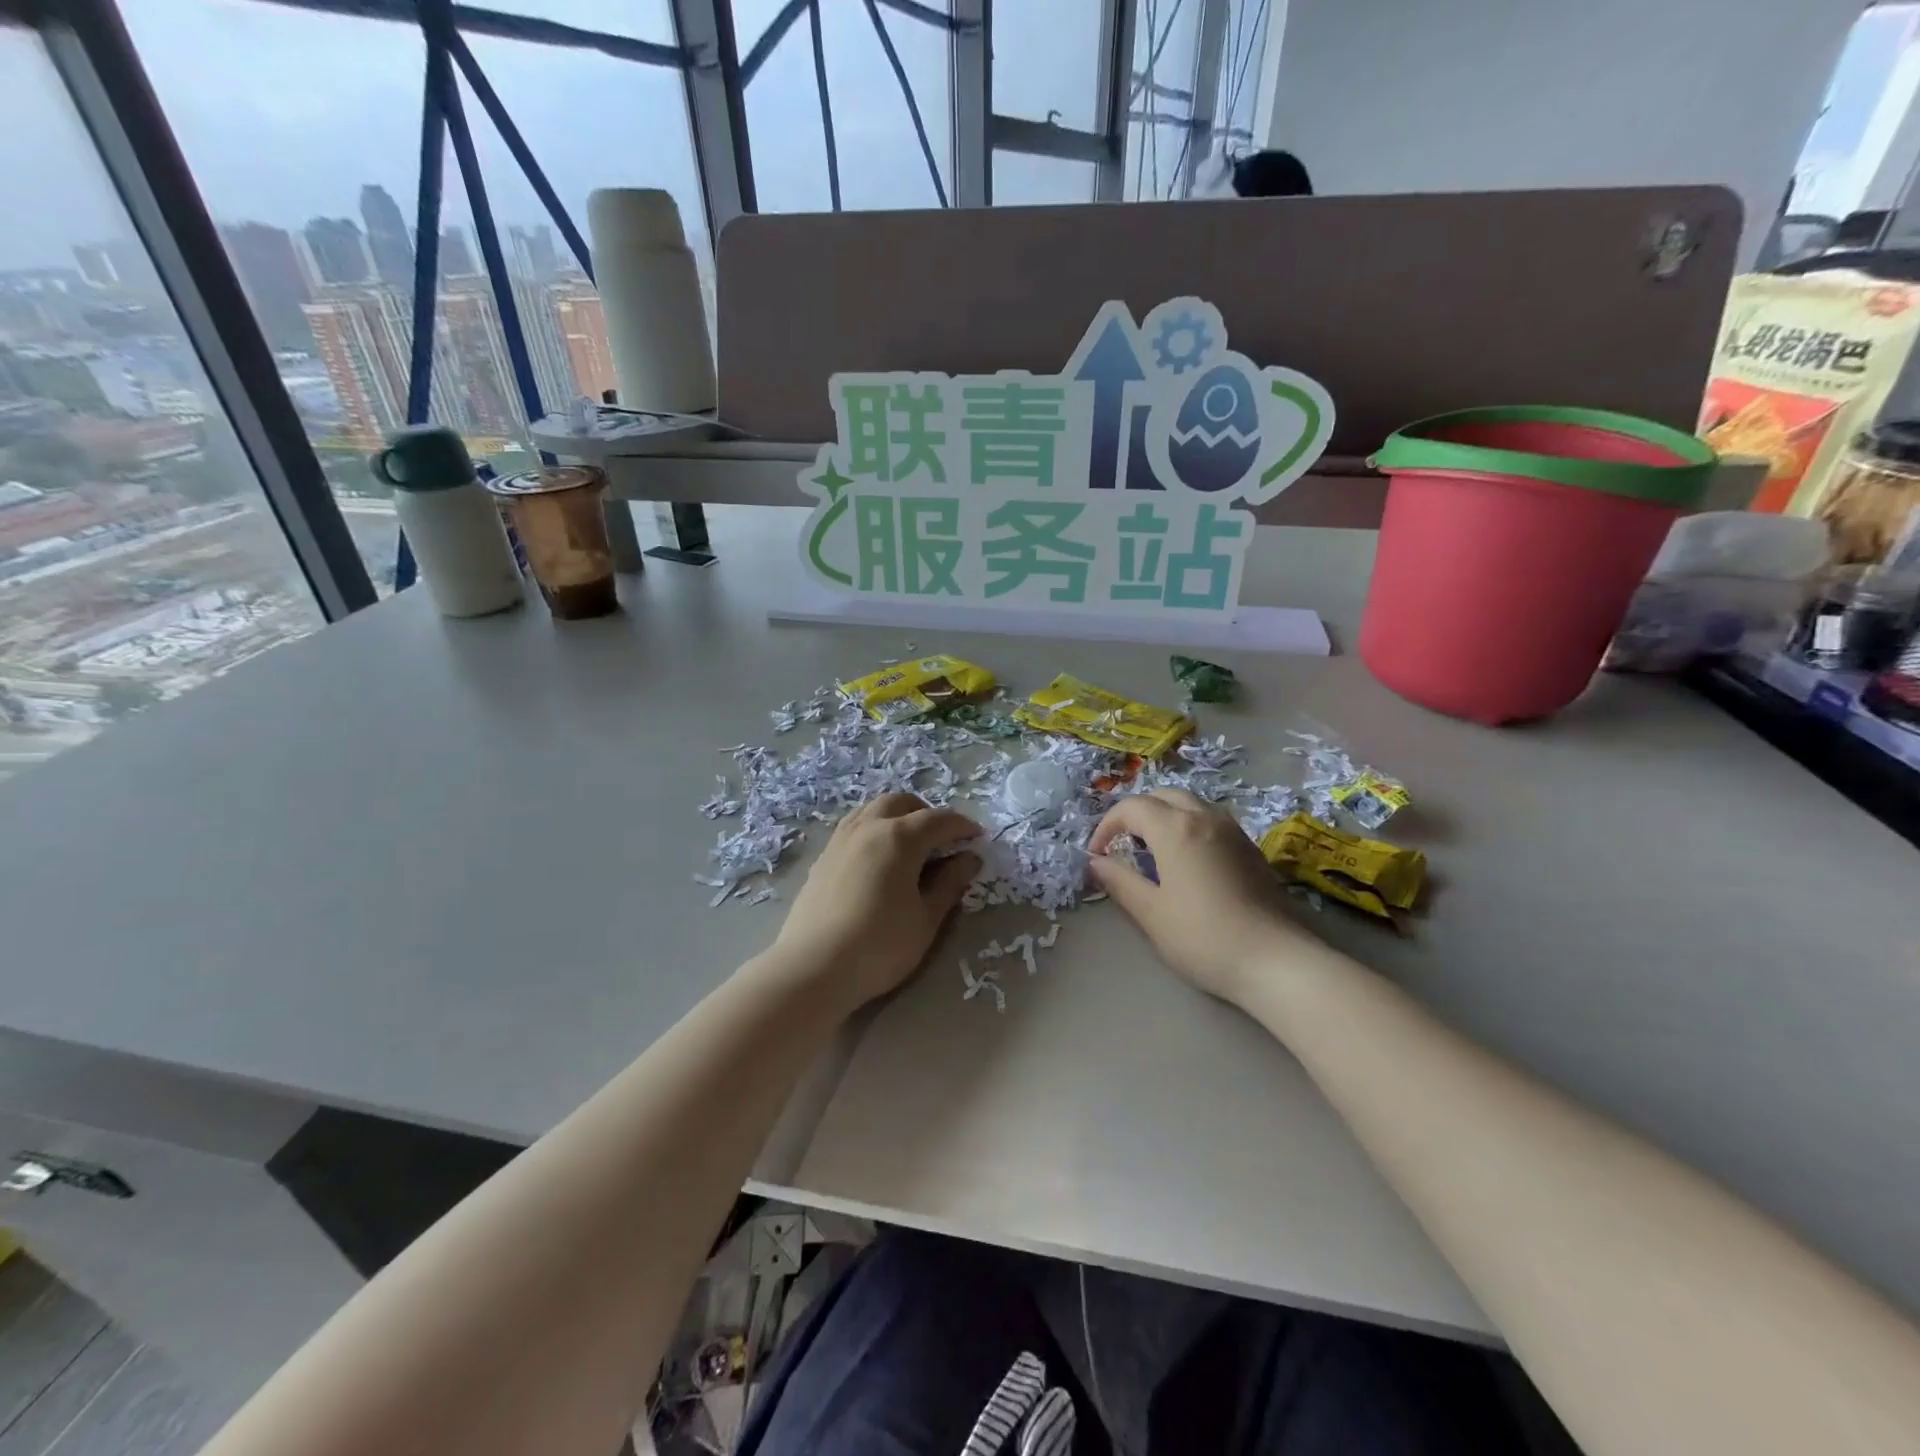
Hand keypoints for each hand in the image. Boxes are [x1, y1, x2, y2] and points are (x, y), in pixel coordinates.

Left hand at [771, 792, 981, 1009]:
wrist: (813, 967)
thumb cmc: (880, 945)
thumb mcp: (926, 919)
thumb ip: (950, 884)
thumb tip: (970, 859)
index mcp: (900, 837)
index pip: (939, 820)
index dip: (962, 826)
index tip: (978, 838)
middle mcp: (869, 826)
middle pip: (902, 802)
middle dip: (927, 813)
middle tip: (942, 840)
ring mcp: (841, 839)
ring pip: (873, 809)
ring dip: (897, 816)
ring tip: (910, 844)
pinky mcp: (823, 856)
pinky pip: (854, 826)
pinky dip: (874, 828)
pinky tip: (878, 858)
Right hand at [1087, 788, 1317, 1003]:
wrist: (1275, 960)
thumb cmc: (1203, 937)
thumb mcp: (1151, 913)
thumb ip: (1120, 881)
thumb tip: (1097, 861)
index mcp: (1175, 828)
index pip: (1131, 807)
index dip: (1107, 826)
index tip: (1097, 855)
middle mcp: (1205, 817)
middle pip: (1162, 796)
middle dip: (1136, 814)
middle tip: (1122, 845)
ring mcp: (1232, 830)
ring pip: (1190, 804)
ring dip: (1164, 816)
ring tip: (1152, 851)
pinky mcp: (1250, 848)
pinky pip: (1210, 820)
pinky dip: (1188, 827)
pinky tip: (1187, 862)